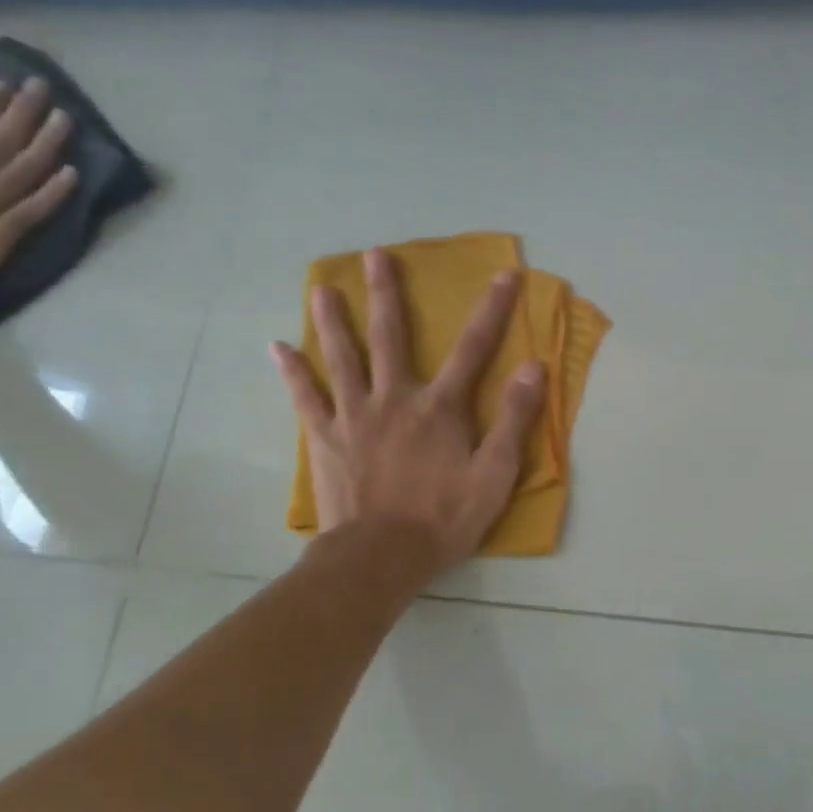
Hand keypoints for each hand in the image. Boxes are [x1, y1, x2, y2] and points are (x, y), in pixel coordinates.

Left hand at [272, 249, 546, 578]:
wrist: (381, 557)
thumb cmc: (444, 517)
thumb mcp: (495, 473)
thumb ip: (515, 418)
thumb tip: (534, 366)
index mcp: (440, 407)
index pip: (474, 347)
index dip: (493, 309)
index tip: (506, 274)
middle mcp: (395, 398)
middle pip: (391, 337)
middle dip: (387, 293)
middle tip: (375, 255)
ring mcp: (354, 416)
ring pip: (342, 357)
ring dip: (333, 320)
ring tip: (321, 288)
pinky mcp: (326, 439)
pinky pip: (306, 398)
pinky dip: (293, 372)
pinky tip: (279, 349)